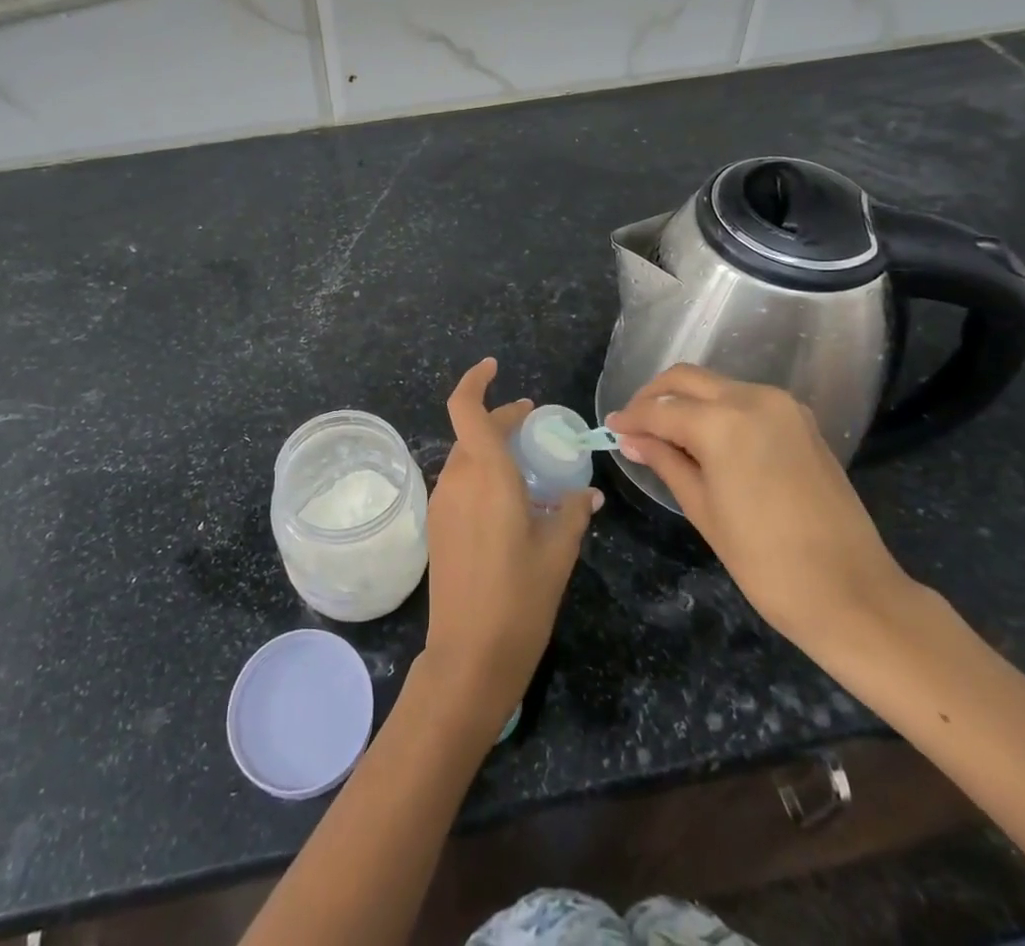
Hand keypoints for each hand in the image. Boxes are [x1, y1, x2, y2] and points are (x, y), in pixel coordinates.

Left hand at [421, 358, 600, 742]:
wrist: (468, 656)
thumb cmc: (520, 600)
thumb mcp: (558, 553)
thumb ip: (573, 512)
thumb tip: (587, 493)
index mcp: (486, 475)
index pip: (466, 408)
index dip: (475, 381)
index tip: (494, 368)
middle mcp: (456, 480)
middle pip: (471, 432)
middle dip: (500, 420)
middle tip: (533, 425)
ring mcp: (442, 504)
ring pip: (465, 459)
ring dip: (491, 450)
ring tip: (529, 466)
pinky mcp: (437, 526)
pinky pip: (460, 485)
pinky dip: (482, 477)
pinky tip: (510, 502)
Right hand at [606, 364, 913, 655]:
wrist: (853, 593)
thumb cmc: (765, 561)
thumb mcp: (702, 509)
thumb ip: (665, 462)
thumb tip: (630, 438)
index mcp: (723, 422)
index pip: (661, 410)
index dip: (631, 418)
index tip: (611, 428)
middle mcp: (753, 398)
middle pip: (686, 379)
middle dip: (654, 397)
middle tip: (633, 425)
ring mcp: (783, 406)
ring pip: (716, 385)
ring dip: (685, 400)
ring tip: (665, 433)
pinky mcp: (801, 420)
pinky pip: (745, 399)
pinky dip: (717, 408)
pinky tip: (704, 437)